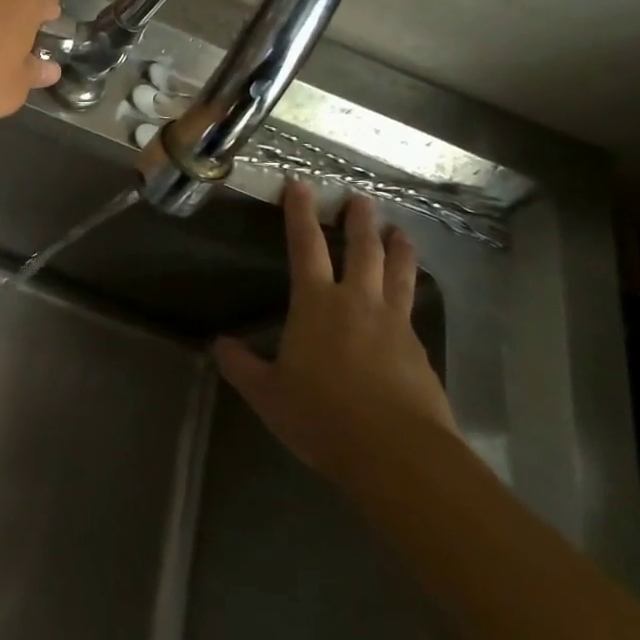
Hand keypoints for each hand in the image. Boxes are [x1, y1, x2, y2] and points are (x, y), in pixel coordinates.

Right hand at [214, 183, 457, 483]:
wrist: (398, 453)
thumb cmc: (322, 415)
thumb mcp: (267, 394)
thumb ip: (241, 366)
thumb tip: (220, 345)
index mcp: (316, 304)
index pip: (306, 246)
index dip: (300, 214)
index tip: (300, 186)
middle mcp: (358, 302)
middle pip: (362, 250)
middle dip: (359, 221)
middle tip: (360, 199)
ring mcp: (394, 325)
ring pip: (398, 273)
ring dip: (397, 248)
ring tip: (399, 231)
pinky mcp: (419, 351)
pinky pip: (412, 308)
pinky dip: (409, 290)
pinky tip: (408, 297)